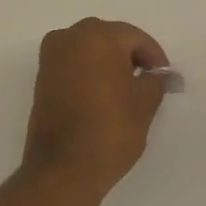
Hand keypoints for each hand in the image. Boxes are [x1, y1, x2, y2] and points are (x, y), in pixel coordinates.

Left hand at [23, 18, 170, 197]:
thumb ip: (155, 81)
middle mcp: (70, 37)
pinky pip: (73, 65)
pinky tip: (103, 96)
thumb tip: (160, 75)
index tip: (164, 78)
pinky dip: (90, 74)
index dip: (154, 57)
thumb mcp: (145, 103)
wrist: (63, 170)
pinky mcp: (41, 78)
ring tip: (126, 92)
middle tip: (147, 82)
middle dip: (130, 57)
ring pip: (89, 50)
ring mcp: (51, 57)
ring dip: (108, 64)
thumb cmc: (110, 130)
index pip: (135, 38)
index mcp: (98, 36)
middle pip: (110, 39)